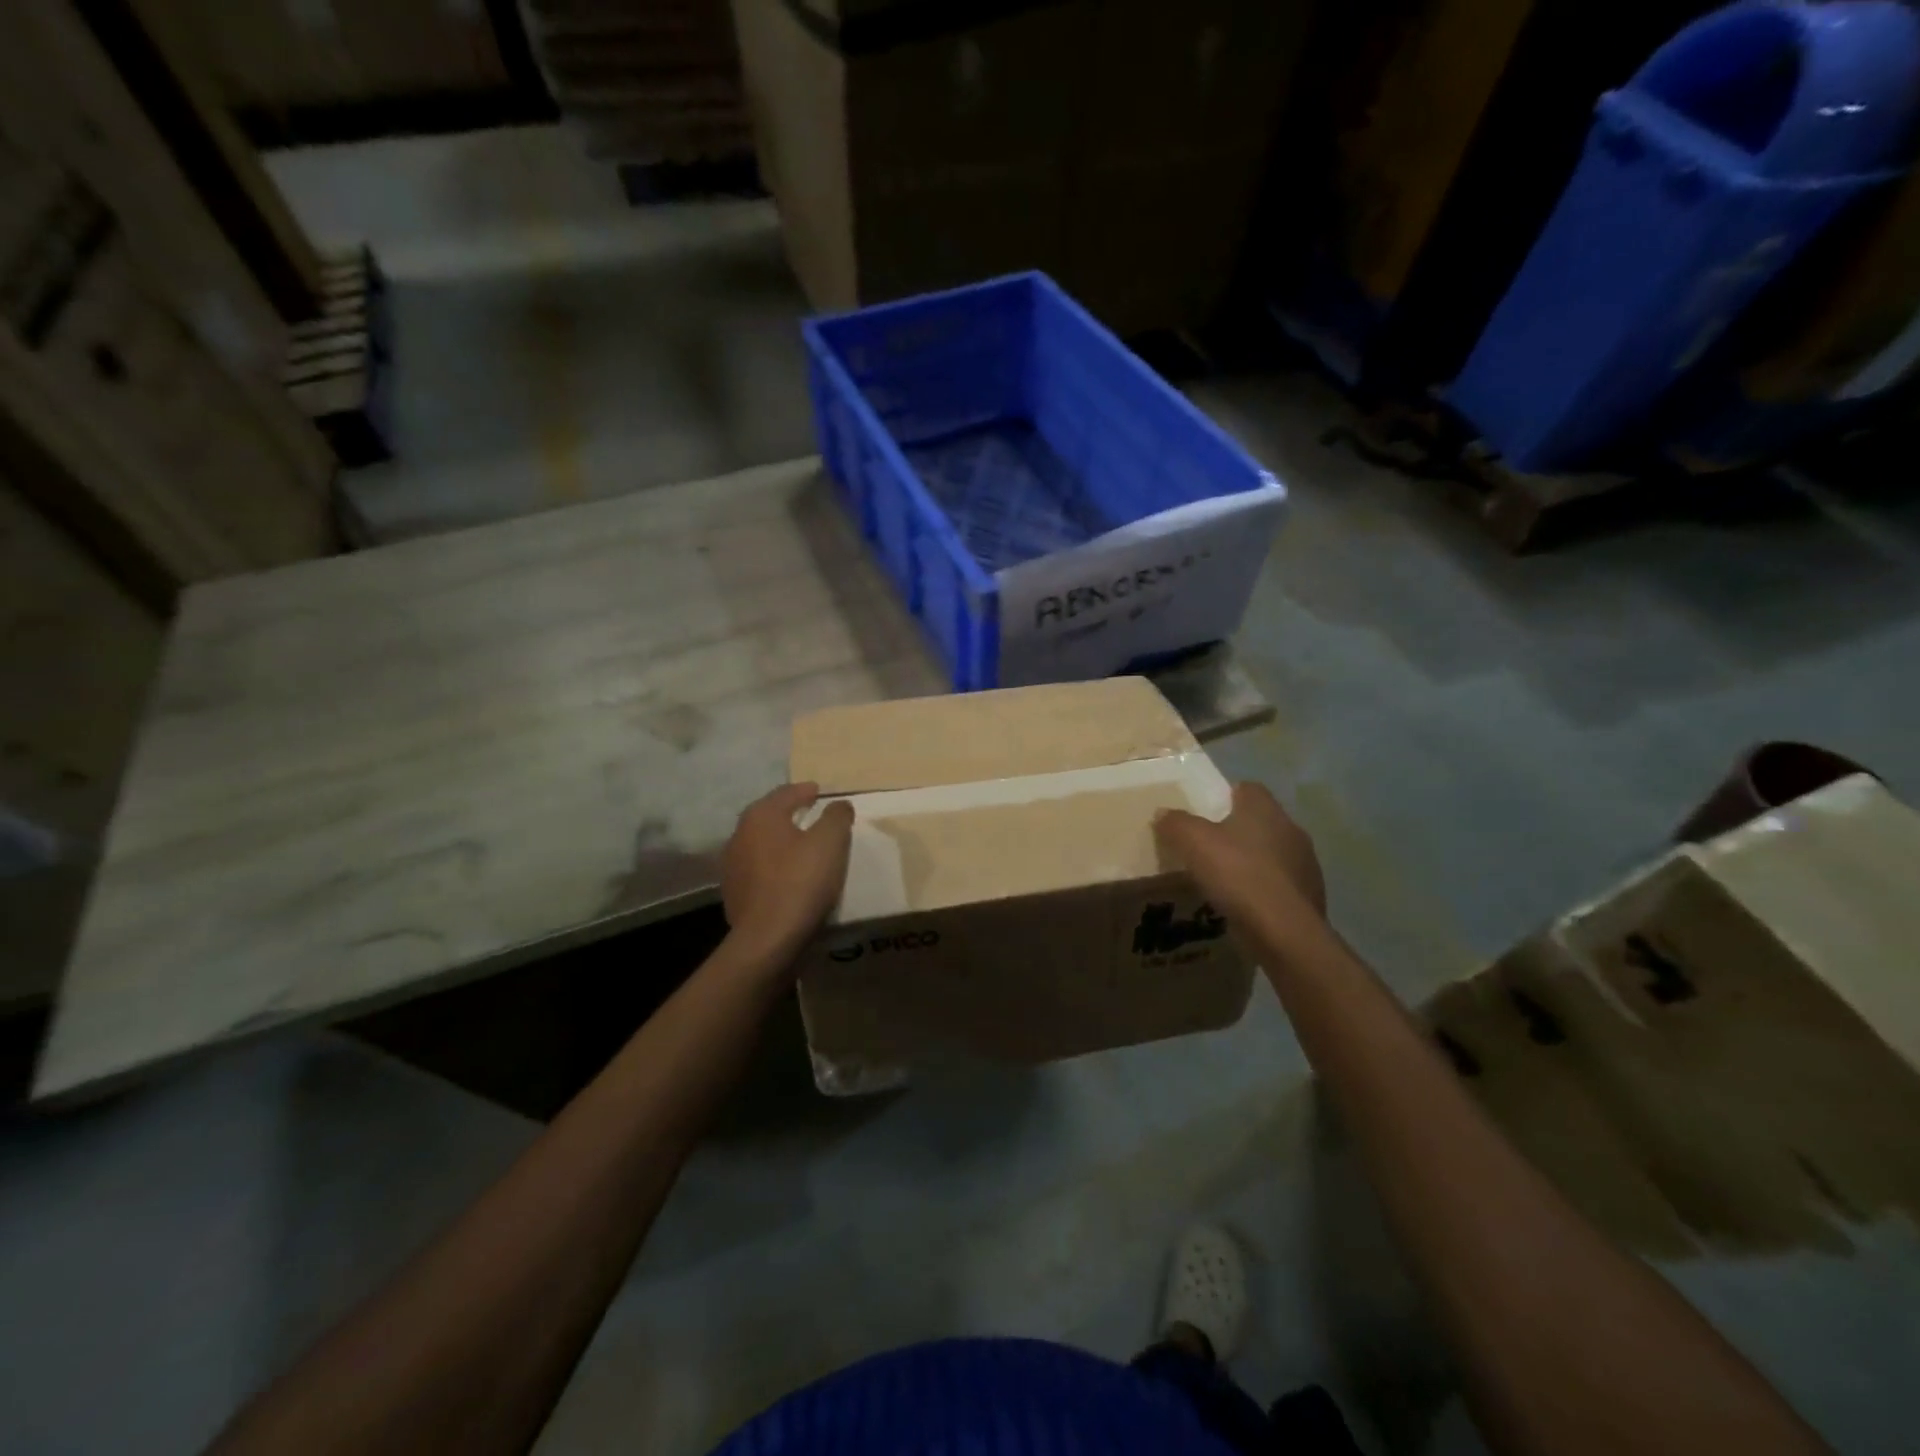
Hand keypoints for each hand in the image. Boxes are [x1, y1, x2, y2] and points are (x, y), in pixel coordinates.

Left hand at [721, 782, 854, 962]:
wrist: (768, 939)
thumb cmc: (801, 881)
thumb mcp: (831, 841)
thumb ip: (837, 816)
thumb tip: (838, 805)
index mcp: (761, 816)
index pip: (785, 793)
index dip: (805, 791)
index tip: (820, 792)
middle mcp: (739, 835)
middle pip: (769, 817)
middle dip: (790, 814)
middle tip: (813, 816)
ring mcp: (732, 867)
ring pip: (762, 844)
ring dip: (781, 842)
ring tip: (803, 848)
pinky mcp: (734, 894)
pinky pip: (759, 871)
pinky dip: (774, 867)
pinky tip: (789, 877)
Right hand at [1155, 781, 1326, 929]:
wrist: (1285, 932)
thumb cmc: (1238, 874)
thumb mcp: (1193, 842)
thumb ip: (1176, 823)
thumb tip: (1163, 813)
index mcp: (1264, 809)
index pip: (1247, 788)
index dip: (1224, 796)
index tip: (1204, 813)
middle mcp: (1291, 829)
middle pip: (1259, 821)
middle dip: (1237, 831)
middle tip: (1208, 848)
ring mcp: (1306, 864)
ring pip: (1272, 854)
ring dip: (1253, 862)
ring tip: (1225, 881)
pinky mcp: (1311, 896)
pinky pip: (1281, 885)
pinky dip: (1264, 890)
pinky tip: (1245, 906)